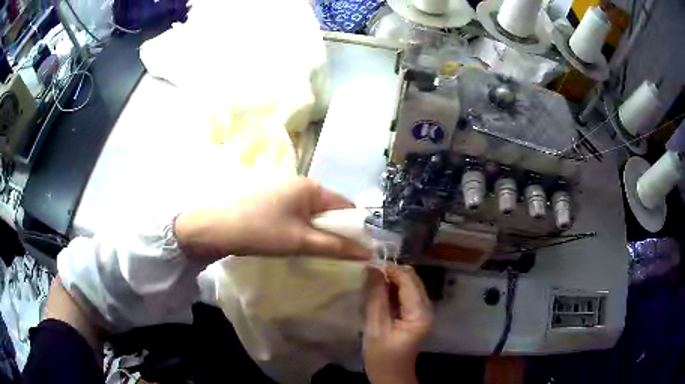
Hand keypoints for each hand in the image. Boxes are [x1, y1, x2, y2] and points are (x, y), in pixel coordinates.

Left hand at [174, 178, 370, 260]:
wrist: (218, 229)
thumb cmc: (262, 231)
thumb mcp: (302, 241)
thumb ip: (336, 247)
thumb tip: (368, 253)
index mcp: (312, 188)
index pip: (347, 206)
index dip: (357, 228)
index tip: (362, 251)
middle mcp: (302, 186)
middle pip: (332, 211)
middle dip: (339, 232)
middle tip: (342, 256)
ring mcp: (288, 195)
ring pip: (316, 216)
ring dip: (322, 234)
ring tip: (324, 254)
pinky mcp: (276, 206)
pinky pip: (302, 218)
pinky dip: (307, 232)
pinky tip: (303, 246)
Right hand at [363, 265, 432, 383]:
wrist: (391, 375)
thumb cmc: (382, 356)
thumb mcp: (374, 327)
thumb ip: (375, 297)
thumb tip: (372, 268)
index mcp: (419, 312)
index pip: (408, 280)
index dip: (390, 269)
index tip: (368, 266)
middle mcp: (426, 307)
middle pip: (412, 279)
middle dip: (391, 273)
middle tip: (368, 274)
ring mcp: (423, 310)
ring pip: (409, 284)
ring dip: (391, 280)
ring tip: (371, 283)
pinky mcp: (416, 314)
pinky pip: (406, 293)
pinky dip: (392, 289)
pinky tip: (378, 294)